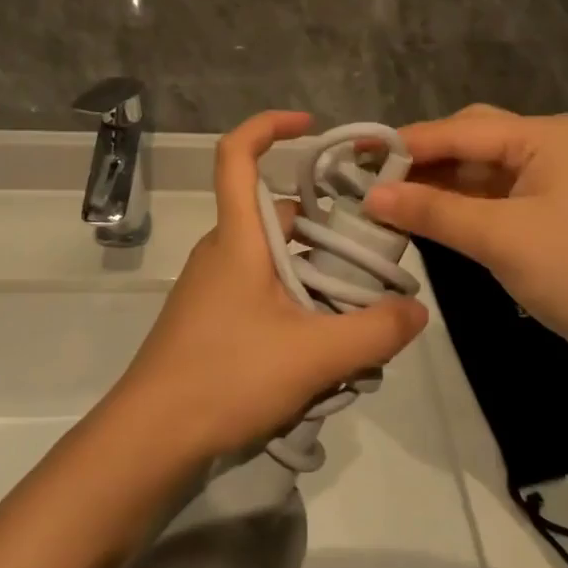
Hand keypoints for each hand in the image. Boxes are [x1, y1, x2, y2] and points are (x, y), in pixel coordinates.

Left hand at [115, 110, 427, 460]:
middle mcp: (223, 251)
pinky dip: (296, 305)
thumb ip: (374, 332)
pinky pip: (263, 293)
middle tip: (371, 261)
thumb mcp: (314, 356)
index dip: (270, 126)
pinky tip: (323, 351)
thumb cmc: (226, 377)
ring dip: (316, 278)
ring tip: (358, 316)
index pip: (237, 154)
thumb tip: (417, 310)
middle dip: (325, 230)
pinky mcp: (211, 321)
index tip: (311, 127)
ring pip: (275, 261)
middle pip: (278, 216)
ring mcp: (213, 287)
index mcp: (237, 237)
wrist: (150, 441)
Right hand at [364, 106, 567, 382]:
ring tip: (384, 199)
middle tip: (371, 178)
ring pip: (477, 173)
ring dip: (435, 186)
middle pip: (468, 142)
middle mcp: (546, 147)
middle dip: (421, 160)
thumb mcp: (499, 237)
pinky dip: (456, 208)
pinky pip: (489, 200)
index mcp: (544, 135)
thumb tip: (371, 195)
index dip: (408, 145)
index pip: (461, 130)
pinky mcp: (544, 215)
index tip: (357, 157)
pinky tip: (421, 217)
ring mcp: (547, 182)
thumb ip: (432, 211)